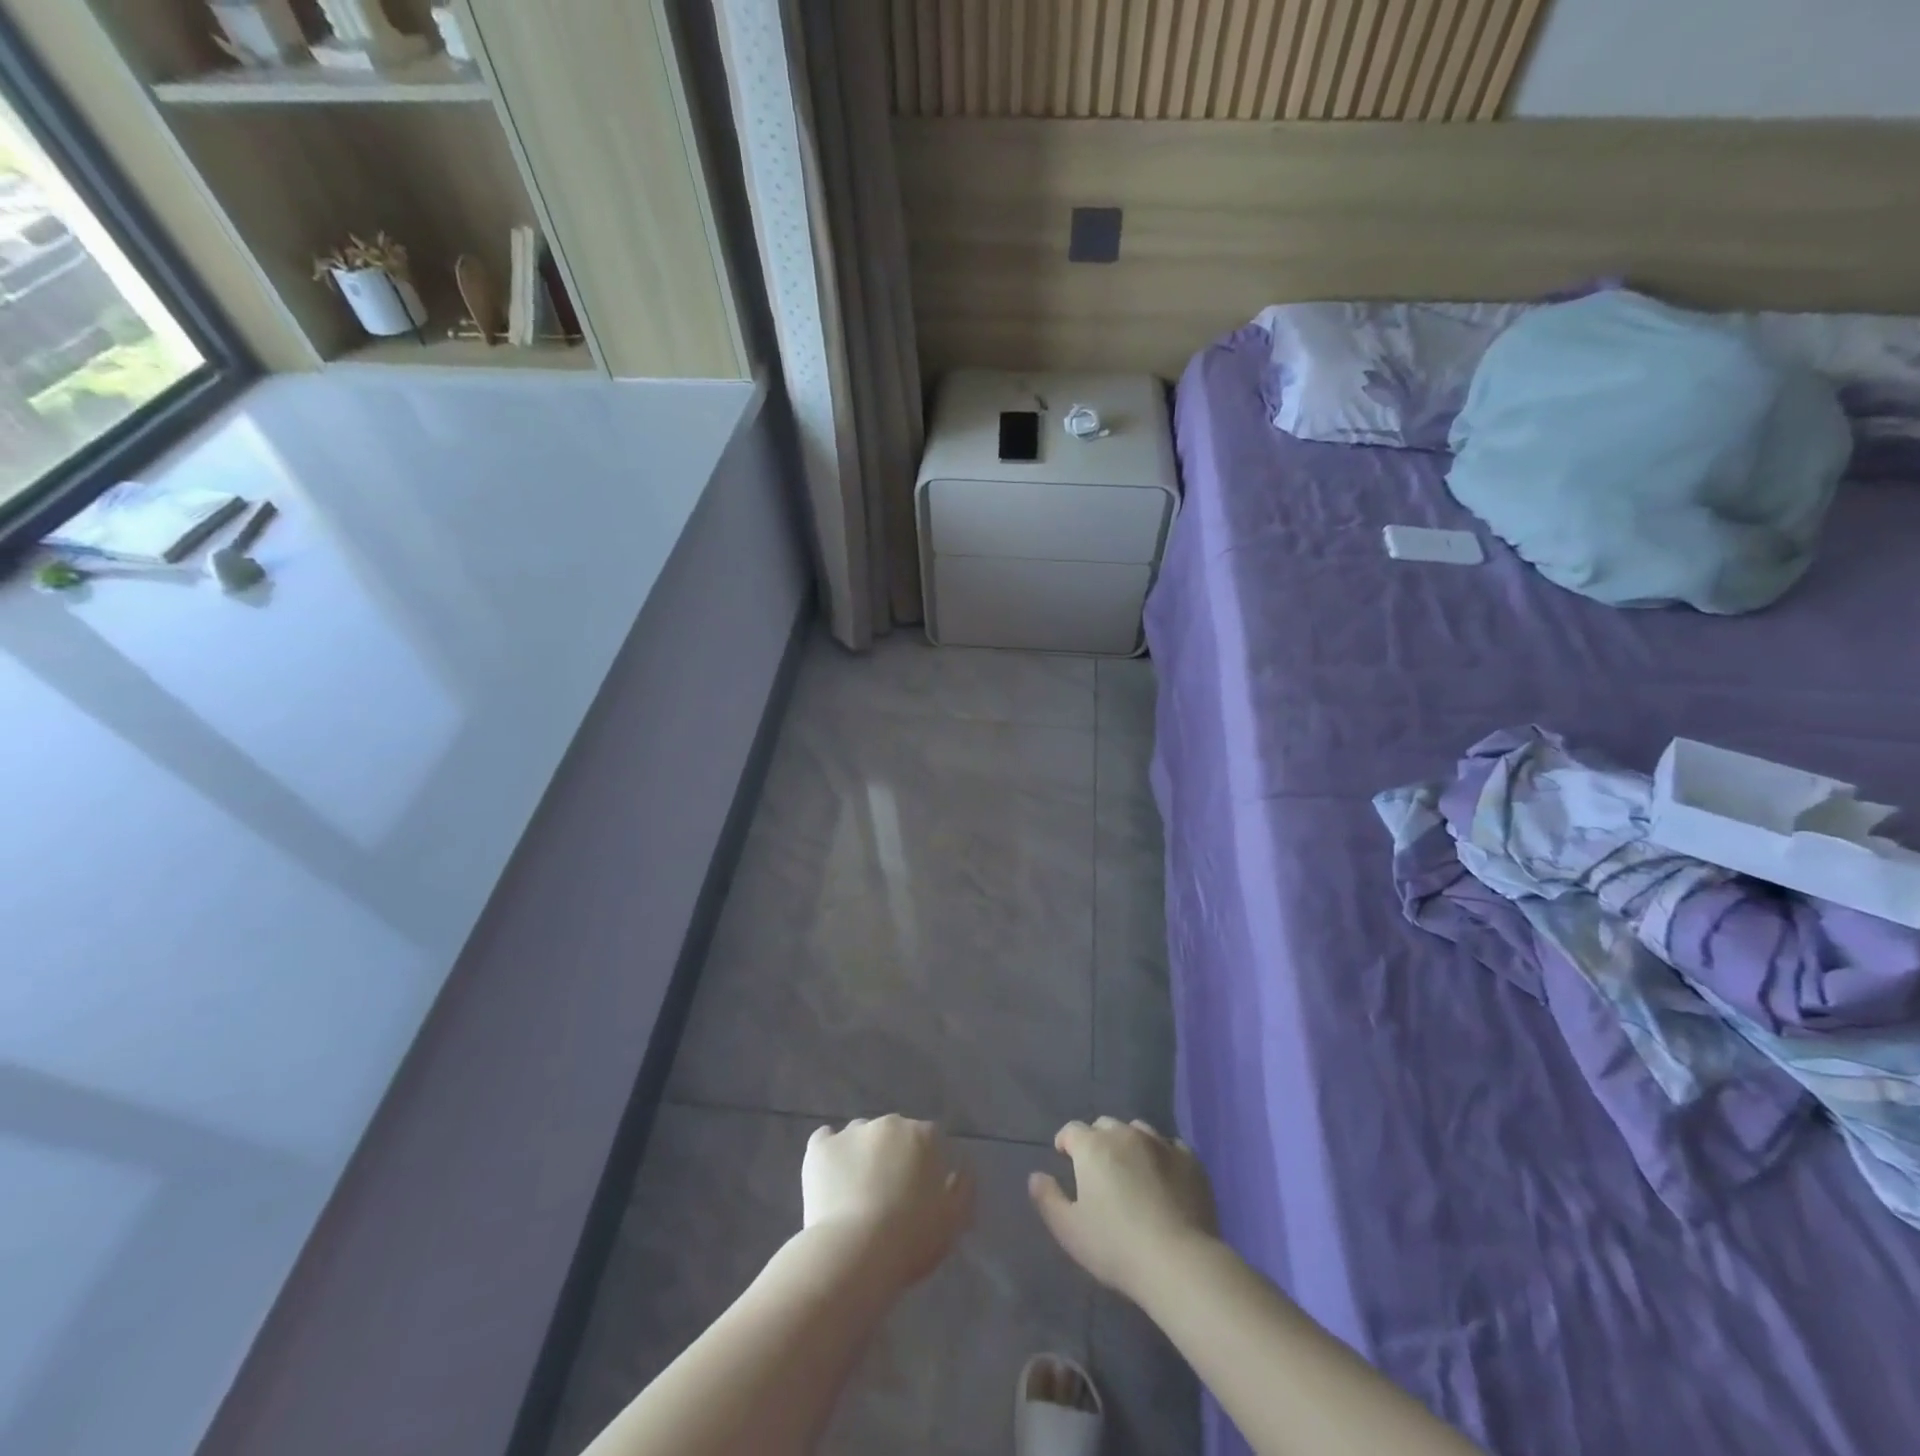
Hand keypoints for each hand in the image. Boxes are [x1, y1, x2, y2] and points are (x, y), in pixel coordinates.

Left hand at [803, 1115, 974, 1288]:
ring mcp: (852, 1132)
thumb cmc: (912, 1239)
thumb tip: (960, 1168)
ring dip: (862, 1155)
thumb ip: (963, 1187)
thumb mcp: (954, 1220)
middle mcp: (889, 1123)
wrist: (856, 1253)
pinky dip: (829, 1153)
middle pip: (894, 1134)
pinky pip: (825, 1141)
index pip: (930, 1139)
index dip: (926, 1165)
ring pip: (860, 1136)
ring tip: (856, 1193)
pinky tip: (829, 1177)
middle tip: (889, 1195)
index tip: (921, 1193)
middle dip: (893, 1156)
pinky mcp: (820, 1147)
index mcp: (923, 1135)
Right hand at [1029, 1117, 1219, 1300]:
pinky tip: (1163, 1176)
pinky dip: (1161, 1155)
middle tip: (1098, 1169)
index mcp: (1093, 1146)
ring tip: (1132, 1169)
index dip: (1066, 1142)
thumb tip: (1036, 1176)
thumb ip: (1047, 1199)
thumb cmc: (1116, 1246)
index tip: (1065, 1157)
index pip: (1072, 1130)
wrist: (1179, 1262)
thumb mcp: (1069, 1230)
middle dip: (1097, 1140)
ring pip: (1138, 1130)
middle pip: (1105, 1125)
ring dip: (1129, 1143)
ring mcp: (1161, 1143)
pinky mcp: (1190, 1160)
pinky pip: (1170, 1146)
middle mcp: (1125, 1134)